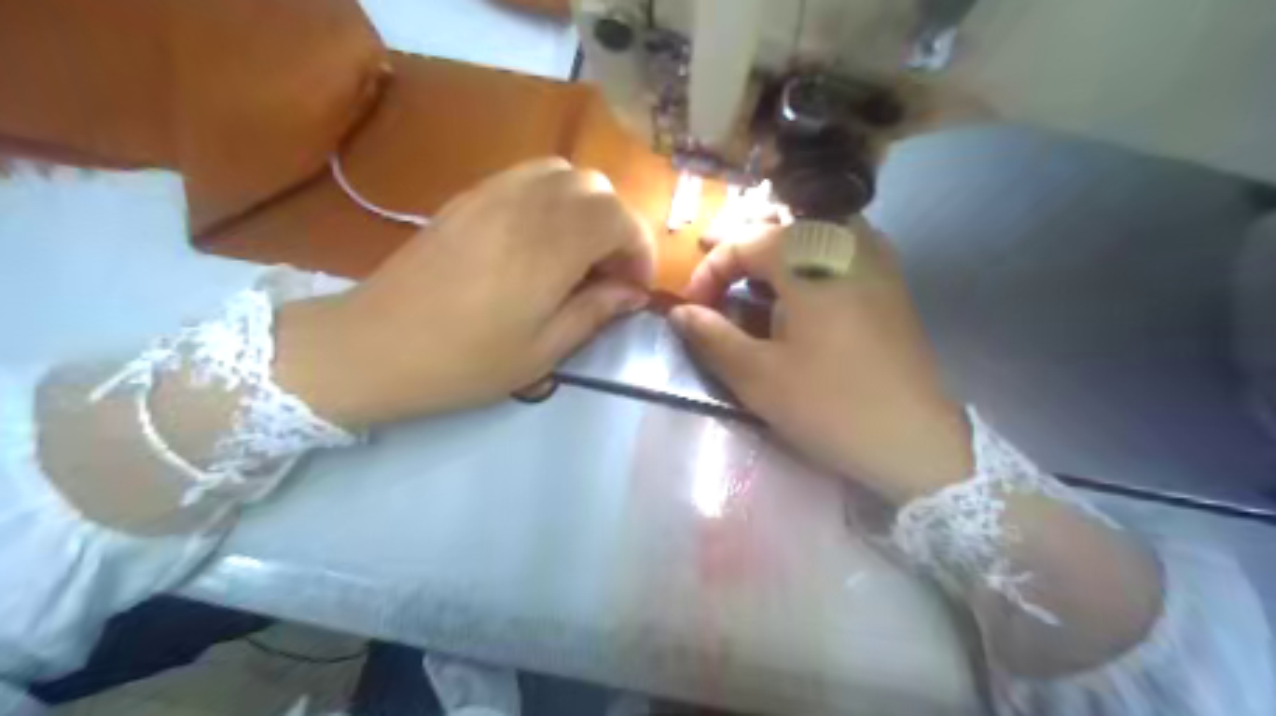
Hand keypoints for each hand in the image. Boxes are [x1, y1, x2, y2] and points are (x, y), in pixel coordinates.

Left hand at [279, 159, 655, 428]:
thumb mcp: (542, 351)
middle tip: (609, 271)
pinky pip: (527, 175)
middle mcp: (526, 206)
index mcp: (550, 248)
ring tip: (579, 251)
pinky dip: (552, 197)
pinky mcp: (468, 196)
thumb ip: (595, 312)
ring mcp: (492, 193)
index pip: (620, 218)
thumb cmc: (464, 361)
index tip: (635, 288)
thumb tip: (632, 293)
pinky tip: (541, 238)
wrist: (374, 345)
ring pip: (563, 172)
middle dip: (618, 225)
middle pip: (596, 187)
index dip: (639, 250)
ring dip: (586, 207)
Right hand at [673, 219, 973, 503]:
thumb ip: (713, 337)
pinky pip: (840, 252)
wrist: (917, 440)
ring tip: (753, 287)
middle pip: (780, 228)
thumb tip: (678, 312)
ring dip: (775, 255)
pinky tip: (800, 295)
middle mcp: (847, 243)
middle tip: (718, 288)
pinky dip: (808, 263)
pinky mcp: (891, 284)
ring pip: (812, 235)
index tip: (693, 309)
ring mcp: (876, 260)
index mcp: (810, 259)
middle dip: (741, 255)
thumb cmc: (831, 405)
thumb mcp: (758, 376)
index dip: (709, 272)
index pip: (744, 242)